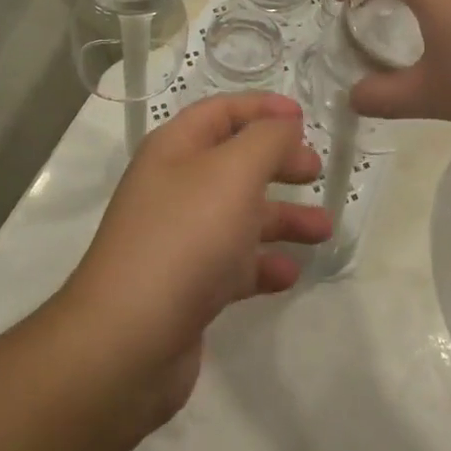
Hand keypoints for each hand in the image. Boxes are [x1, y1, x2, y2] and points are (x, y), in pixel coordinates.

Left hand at [60, 94, 329, 425]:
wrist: (127, 342)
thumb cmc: (185, 237)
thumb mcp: (234, 172)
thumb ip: (267, 140)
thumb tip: (285, 123)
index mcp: (175, 149)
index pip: (221, 112)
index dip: (262, 108)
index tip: (304, 118)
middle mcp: (174, 187)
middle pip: (234, 162)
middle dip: (277, 162)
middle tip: (316, 171)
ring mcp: (179, 239)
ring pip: (239, 215)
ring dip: (281, 217)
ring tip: (323, 229)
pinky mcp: (186, 287)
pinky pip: (233, 264)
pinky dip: (263, 264)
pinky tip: (290, 273)